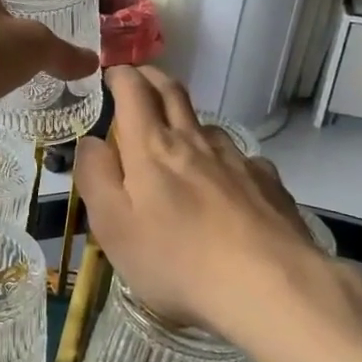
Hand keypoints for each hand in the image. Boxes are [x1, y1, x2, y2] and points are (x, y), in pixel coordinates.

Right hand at [74, 66, 328, 335]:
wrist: (270, 286)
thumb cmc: (177, 260)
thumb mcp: (113, 227)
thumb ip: (95, 177)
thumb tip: (90, 142)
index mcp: (151, 148)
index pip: (134, 91)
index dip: (120, 76)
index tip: (110, 75)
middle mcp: (194, 142)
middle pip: (173, 93)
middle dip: (152, 78)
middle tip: (139, 78)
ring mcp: (236, 160)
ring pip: (207, 125)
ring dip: (187, 120)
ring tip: (179, 137)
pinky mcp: (268, 183)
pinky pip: (240, 158)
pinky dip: (223, 158)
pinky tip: (226, 181)